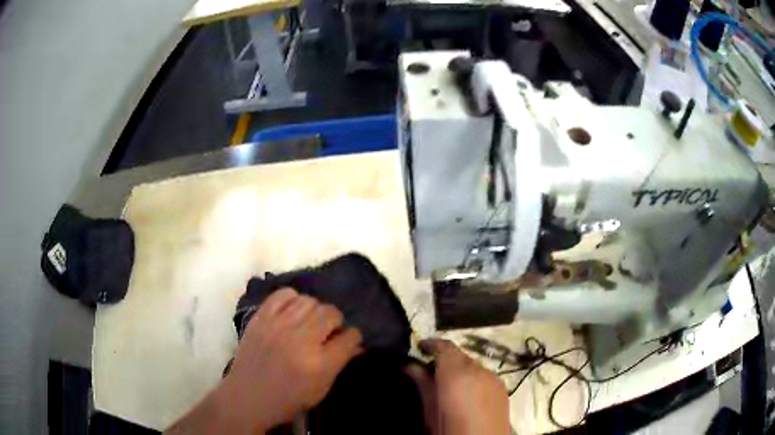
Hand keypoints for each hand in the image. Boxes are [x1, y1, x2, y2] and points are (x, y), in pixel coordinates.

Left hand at [223, 288, 362, 430]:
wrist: (247, 396)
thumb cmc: (287, 400)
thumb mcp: (320, 390)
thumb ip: (339, 364)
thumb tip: (355, 345)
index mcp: (319, 364)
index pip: (349, 338)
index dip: (353, 337)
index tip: (350, 340)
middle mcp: (301, 340)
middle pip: (331, 313)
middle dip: (336, 322)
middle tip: (330, 331)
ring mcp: (278, 325)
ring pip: (310, 301)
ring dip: (316, 310)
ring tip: (311, 322)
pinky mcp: (261, 318)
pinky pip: (283, 294)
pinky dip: (293, 299)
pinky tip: (293, 311)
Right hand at [405, 339, 510, 434]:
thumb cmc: (450, 430)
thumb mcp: (430, 411)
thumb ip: (422, 385)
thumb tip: (410, 366)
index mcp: (458, 374)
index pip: (445, 347)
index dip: (431, 344)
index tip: (419, 347)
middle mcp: (479, 370)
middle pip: (460, 355)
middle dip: (444, 358)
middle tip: (428, 369)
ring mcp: (495, 378)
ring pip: (473, 365)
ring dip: (459, 369)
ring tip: (446, 384)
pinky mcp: (503, 388)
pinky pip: (484, 375)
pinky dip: (472, 378)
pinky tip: (465, 393)